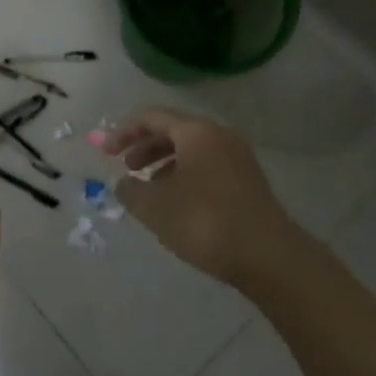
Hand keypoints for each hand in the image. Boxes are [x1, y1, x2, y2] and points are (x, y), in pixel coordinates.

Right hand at [107, 108, 293, 288]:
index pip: (151, 118)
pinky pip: (207, 164)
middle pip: (173, 130)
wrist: (269, 257)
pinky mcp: (248, 180)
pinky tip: (177, 200)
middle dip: (145, 146)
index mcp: (195, 132)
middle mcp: (218, 135)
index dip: (123, 132)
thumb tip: (124, 183)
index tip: (105, 152)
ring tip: (148, 186)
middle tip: (126, 167)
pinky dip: (185, 173)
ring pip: (191, 148)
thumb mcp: (155, 208)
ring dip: (164, 162)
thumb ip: (131, 190)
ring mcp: (238, 157)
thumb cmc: (205, 223)